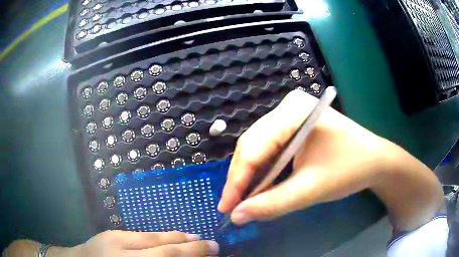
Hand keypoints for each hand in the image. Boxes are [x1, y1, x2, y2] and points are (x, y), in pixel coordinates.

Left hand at [62, 231, 218, 256]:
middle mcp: (121, 253)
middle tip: (211, 244)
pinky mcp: (111, 232)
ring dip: (176, 238)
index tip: (213, 251)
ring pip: (152, 237)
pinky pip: (141, 234)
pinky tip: (168, 238)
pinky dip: (159, 236)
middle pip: (162, 248)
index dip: (192, 254)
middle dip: (190, 246)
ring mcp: (114, 239)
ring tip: (194, 238)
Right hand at [218, 89, 441, 229]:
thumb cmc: (349, 170)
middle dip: (241, 179)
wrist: (375, 160)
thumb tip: (237, 216)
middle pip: (253, 144)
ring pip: (259, 147)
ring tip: (243, 199)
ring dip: (251, 175)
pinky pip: (270, 147)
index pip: (254, 147)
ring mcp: (291, 114)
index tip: (226, 208)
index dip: (236, 181)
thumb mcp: (310, 190)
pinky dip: (263, 169)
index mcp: (293, 111)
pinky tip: (260, 185)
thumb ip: (272, 204)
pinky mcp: (294, 125)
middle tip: (232, 207)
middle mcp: (287, 107)